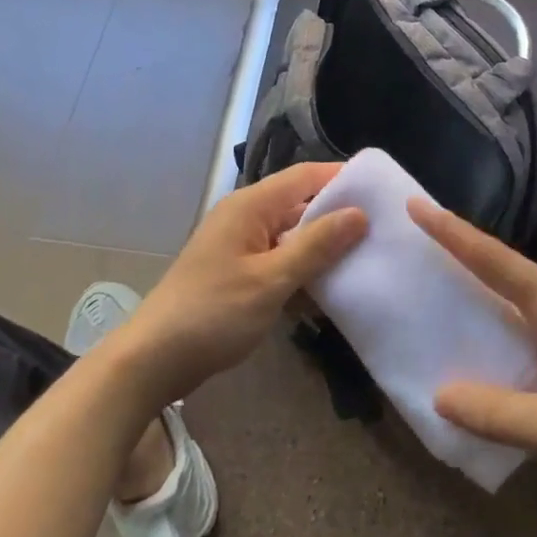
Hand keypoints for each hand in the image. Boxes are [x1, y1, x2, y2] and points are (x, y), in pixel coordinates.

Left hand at [102, 163, 366, 409]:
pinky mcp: (238, 272)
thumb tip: (359, 213)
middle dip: (338, 214)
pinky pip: (280, 258)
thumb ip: (316, 245)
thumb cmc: (213, 314)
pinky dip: (303, 268)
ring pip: (292, 234)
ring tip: (368, 255)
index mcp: (250, 206)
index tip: (382, 190)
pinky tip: (331, 287)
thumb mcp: (271, 280)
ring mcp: (240, 245)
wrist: (153, 360)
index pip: (305, 176)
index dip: (342, 177)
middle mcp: (245, 216)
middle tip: (383, 228)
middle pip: (300, 203)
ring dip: (323, 245)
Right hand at [412, 199, 536, 524]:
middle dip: (461, 246)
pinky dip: (499, 317)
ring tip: (438, 277)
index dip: (454, 233)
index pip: (496, 261)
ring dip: (480, 281)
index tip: (417, 206)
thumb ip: (501, 415)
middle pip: (505, 267)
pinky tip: (485, 339)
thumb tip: (440, 394)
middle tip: (418, 233)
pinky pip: (530, 322)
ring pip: (518, 294)